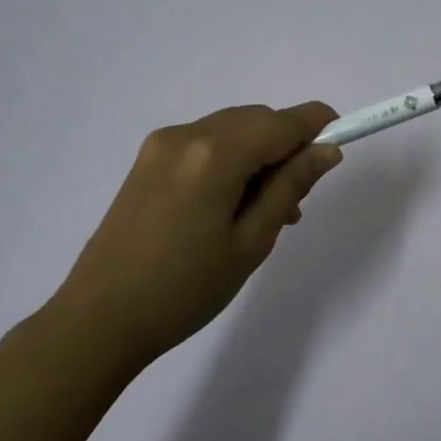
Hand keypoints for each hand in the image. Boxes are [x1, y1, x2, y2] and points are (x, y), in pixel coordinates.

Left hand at [52, 102, 342, 366]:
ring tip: (265, 211)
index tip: (341, 142)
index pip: (282, 122)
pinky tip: (230, 205)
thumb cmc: (185, 289)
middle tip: (296, 201)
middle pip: (256, 120)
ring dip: (258, 155)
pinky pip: (205, 145)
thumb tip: (326, 150)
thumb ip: (291, 187)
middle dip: (285, 147)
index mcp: (215, 154)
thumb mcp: (251, 242)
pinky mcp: (146, 161)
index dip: (317, 125)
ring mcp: (161, 145)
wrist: (99, 320)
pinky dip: (230, 161)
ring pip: (231, 130)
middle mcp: (187, 135)